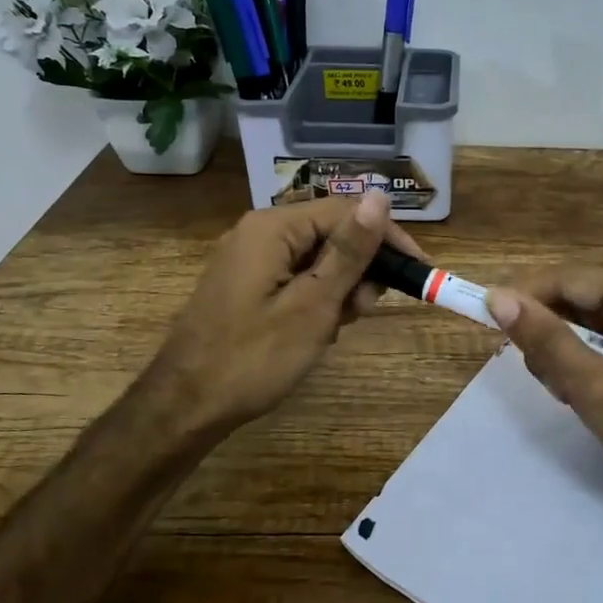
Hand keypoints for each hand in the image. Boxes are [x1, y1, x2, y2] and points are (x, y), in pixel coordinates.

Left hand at [150, 191, 425, 437]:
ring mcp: (248, 259)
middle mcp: (258, 232)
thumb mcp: (313, 304)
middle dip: (359, 268)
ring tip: (337, 327)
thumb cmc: (254, 357)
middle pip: (330, 233)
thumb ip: (349, 250)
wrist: (185, 406)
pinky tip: (317, 331)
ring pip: (315, 258)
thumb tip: (380, 195)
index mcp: (272, 228)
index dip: (386, 238)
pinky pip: (294, 277)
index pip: (346, 211)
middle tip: (364, 311)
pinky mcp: (245, 285)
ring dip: (338, 288)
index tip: (418, 272)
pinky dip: (315, 299)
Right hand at [487, 269, 602, 539]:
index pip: (569, 278)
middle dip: (552, 332)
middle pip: (581, 296)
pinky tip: (590, 393)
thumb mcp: (601, 394)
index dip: (524, 296)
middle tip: (545, 380)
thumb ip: (549, 343)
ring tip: (570, 395)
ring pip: (594, 319)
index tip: (486, 323)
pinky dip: (593, 361)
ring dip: (570, 351)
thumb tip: (498, 298)